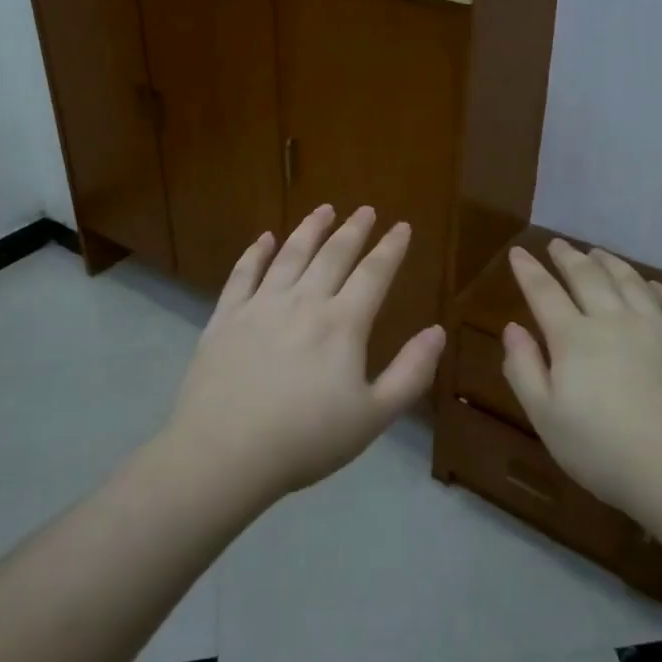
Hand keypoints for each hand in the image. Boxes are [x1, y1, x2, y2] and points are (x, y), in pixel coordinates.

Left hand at [164, 204, 445, 503]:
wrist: (225, 452)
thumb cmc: (306, 439)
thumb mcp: (373, 417)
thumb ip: (410, 372)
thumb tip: (437, 332)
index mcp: (342, 324)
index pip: (373, 274)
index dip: (390, 248)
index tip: (401, 226)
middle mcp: (303, 302)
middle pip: (333, 255)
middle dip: (353, 230)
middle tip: (365, 210)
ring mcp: (260, 306)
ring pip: (290, 255)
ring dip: (310, 229)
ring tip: (324, 209)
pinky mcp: (225, 317)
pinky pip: (243, 274)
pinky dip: (257, 252)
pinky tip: (265, 238)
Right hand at [500, 239, 661, 518]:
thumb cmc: (606, 452)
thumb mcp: (546, 419)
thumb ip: (524, 369)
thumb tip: (512, 328)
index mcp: (574, 338)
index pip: (544, 293)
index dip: (528, 271)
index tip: (518, 253)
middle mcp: (615, 321)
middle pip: (588, 277)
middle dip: (569, 258)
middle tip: (559, 244)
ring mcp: (659, 329)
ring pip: (631, 282)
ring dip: (611, 263)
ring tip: (599, 253)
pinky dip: (660, 289)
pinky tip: (655, 286)